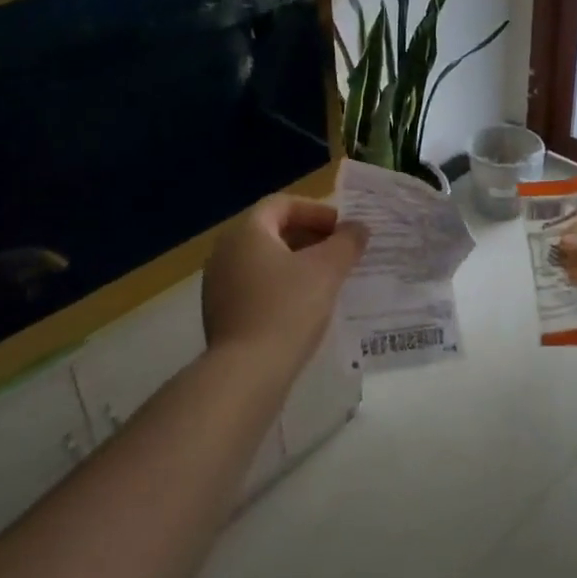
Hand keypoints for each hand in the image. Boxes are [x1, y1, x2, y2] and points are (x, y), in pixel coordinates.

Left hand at [202, 195, 368, 370]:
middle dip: (309, 237)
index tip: (342, 228)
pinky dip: (280, 286)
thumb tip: (358, 228)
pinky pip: (255, 286)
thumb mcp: (327, 270)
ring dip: (296, 263)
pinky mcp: (220, 313)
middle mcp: (225, 250)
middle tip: (339, 252)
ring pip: (263, 260)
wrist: (246, 373)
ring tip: (326, 280)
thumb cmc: (287, 309)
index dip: (316, 211)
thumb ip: (346, 242)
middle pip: (272, 230)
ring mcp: (218, 284)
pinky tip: (303, 307)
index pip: (282, 204)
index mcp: (246, 231)